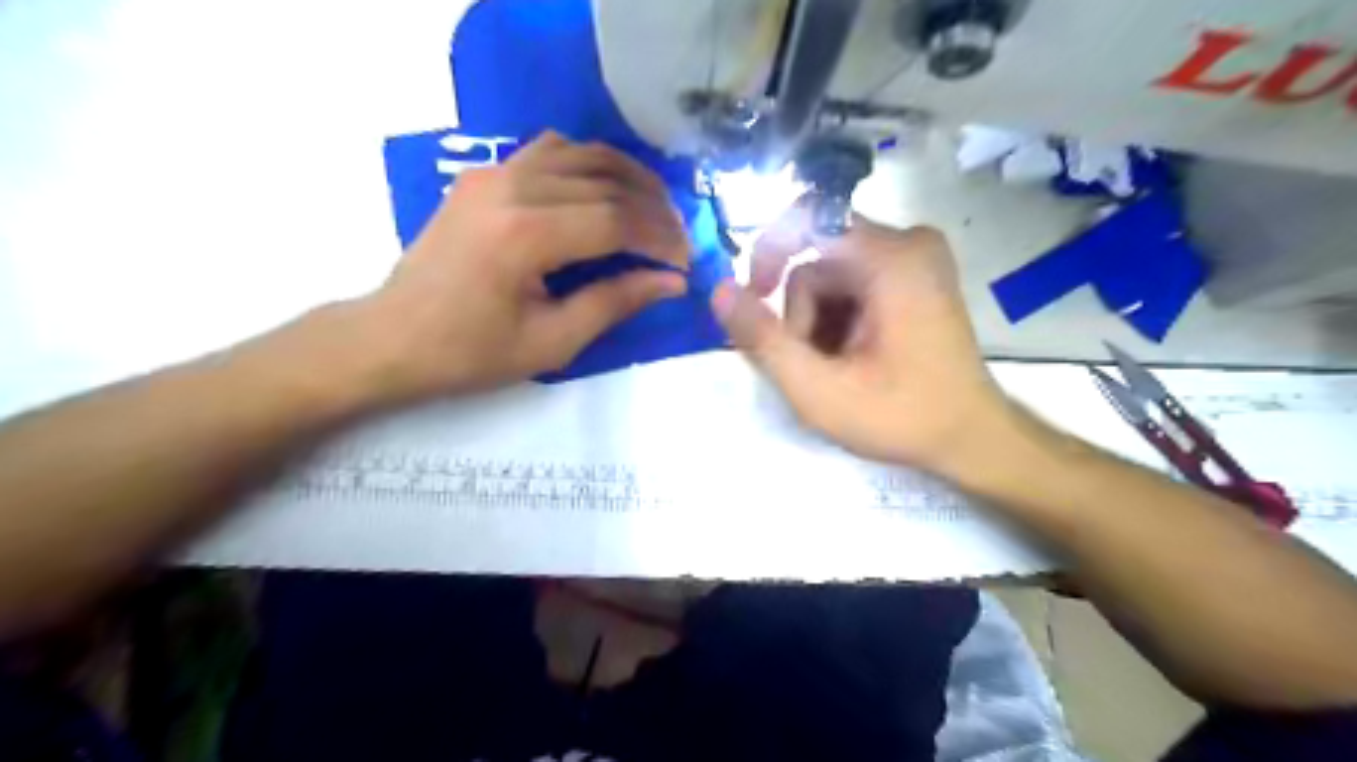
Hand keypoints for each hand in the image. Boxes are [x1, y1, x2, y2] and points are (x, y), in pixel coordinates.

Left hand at [347, 131, 688, 400]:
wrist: (392, 337)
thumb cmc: (470, 353)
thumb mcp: (551, 342)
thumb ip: (615, 303)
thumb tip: (671, 281)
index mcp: (526, 236)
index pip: (617, 220)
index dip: (660, 239)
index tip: (685, 263)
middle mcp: (511, 187)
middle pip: (606, 181)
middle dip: (653, 209)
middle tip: (678, 240)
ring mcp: (493, 173)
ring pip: (583, 153)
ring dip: (627, 177)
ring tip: (654, 210)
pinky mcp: (483, 174)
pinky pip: (551, 150)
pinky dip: (589, 164)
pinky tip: (604, 190)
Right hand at [712, 205, 1004, 472]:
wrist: (970, 438)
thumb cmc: (900, 417)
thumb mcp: (818, 390)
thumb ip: (763, 340)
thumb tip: (719, 290)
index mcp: (893, 258)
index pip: (806, 221)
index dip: (766, 255)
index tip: (752, 302)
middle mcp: (909, 242)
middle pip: (817, 258)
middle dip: (799, 313)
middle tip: (811, 365)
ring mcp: (917, 257)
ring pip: (831, 274)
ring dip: (817, 321)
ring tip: (836, 368)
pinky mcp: (916, 275)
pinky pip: (853, 281)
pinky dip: (838, 318)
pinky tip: (851, 356)